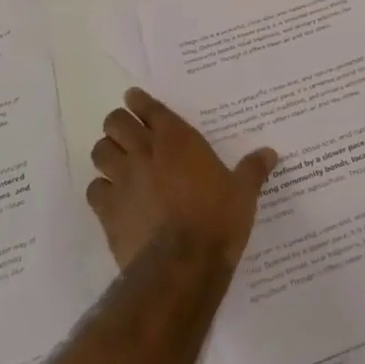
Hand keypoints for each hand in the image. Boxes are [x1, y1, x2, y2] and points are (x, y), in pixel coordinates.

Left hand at [87, 89, 277, 271]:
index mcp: (177, 140)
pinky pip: (94, 189)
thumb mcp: (243, 193)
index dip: (139, 101)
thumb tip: (270, 153)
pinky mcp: (107, 210)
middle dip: (119, 124)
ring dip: (107, 153)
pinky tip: (112, 197)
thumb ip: (252, 170)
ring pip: (100, 151)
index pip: (149, 108)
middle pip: (115, 123)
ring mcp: (122, 180)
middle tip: (127, 132)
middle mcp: (145, 152)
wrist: (182, 264)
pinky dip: (101, 189)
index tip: (134, 99)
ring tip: (116, 161)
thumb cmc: (217, 219)